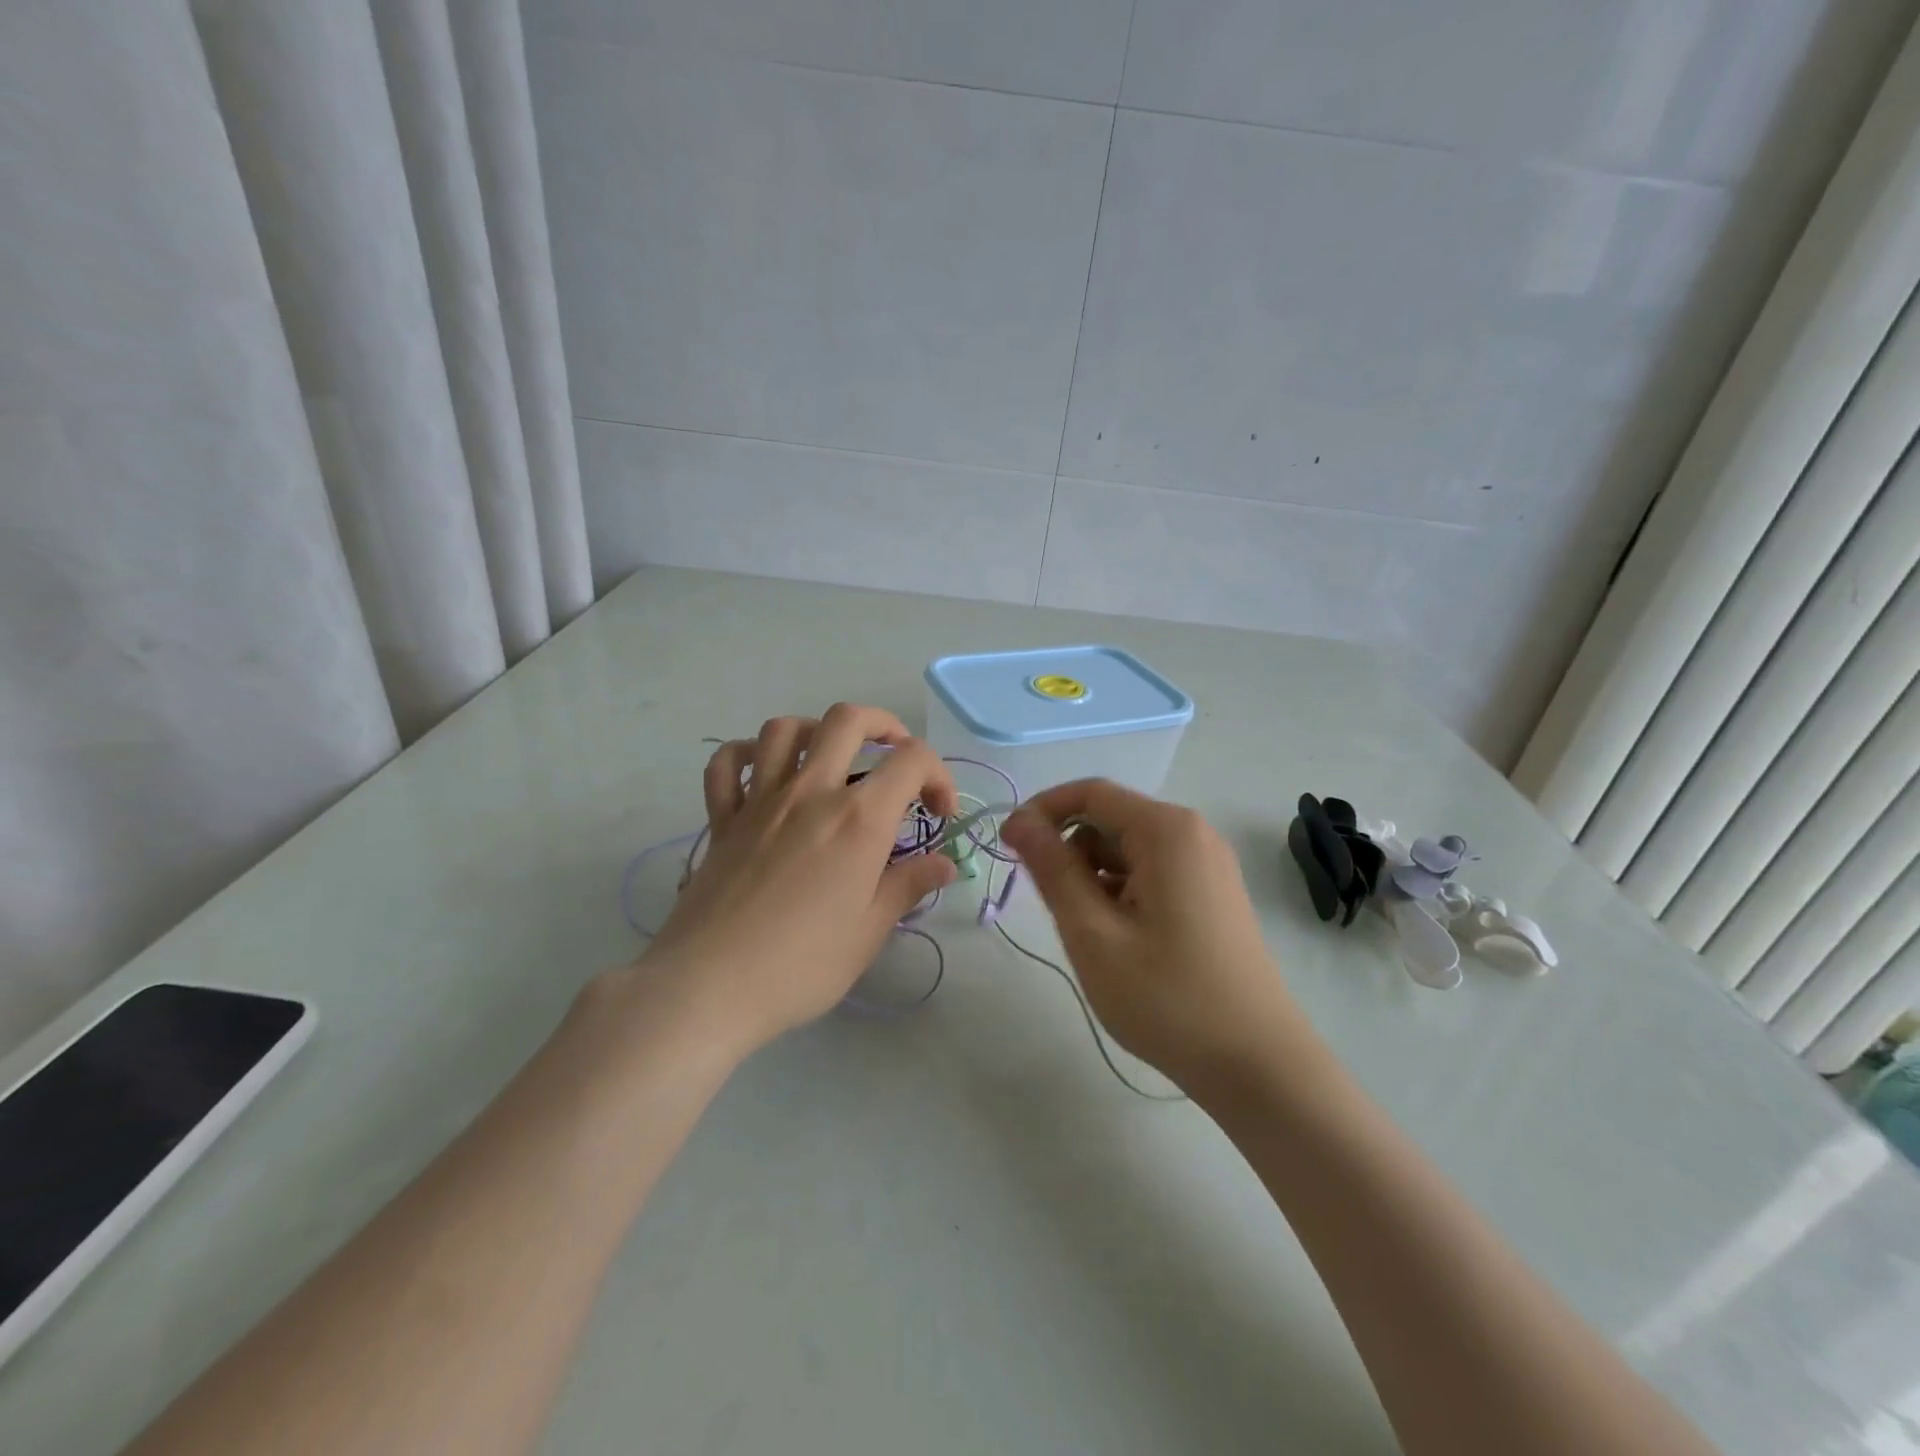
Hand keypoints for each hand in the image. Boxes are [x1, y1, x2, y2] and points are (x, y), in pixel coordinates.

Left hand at [633, 704, 957, 1056]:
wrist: (709, 987)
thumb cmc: (802, 965)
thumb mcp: (869, 931)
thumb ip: (909, 886)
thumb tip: (945, 865)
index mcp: (858, 819)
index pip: (912, 760)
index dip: (939, 776)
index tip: (939, 814)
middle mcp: (811, 793)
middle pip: (847, 720)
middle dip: (883, 725)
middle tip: (895, 757)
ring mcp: (760, 801)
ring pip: (784, 729)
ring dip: (815, 731)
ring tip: (830, 758)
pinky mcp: (721, 819)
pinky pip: (726, 765)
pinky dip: (746, 756)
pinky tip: (763, 774)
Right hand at [1001, 780, 1308, 1092]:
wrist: (1258, 1065)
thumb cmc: (1168, 998)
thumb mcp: (1093, 933)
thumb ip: (1053, 870)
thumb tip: (1019, 821)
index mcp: (1167, 831)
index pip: (1090, 793)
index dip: (1042, 811)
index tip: (1007, 846)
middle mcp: (1192, 834)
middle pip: (1111, 819)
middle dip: (1069, 850)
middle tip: (1050, 907)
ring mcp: (1208, 864)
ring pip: (1129, 849)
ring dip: (1094, 875)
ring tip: (1089, 933)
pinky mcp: (1213, 893)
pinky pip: (1152, 872)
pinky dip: (1122, 891)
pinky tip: (1120, 939)